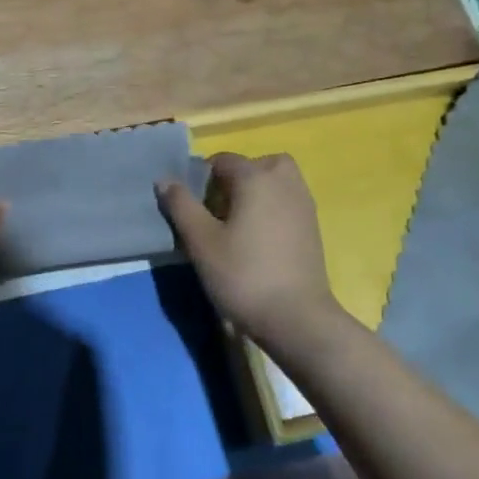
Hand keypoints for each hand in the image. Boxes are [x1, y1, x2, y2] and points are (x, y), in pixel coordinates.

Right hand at [158, 153, 350, 355]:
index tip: (192, 209)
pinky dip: (271, 208)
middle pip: (254, 166)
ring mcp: (304, 203)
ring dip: (254, 193)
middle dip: (233, 181)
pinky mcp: (313, 226)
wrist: (297, 318)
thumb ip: (181, 205)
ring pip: (274, 182)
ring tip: (236, 224)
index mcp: (256, 177)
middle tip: (216, 212)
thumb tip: (165, 179)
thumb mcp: (201, 241)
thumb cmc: (243, 275)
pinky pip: (286, 201)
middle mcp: (284, 181)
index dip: (201, 180)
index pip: (222, 161)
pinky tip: (258, 240)